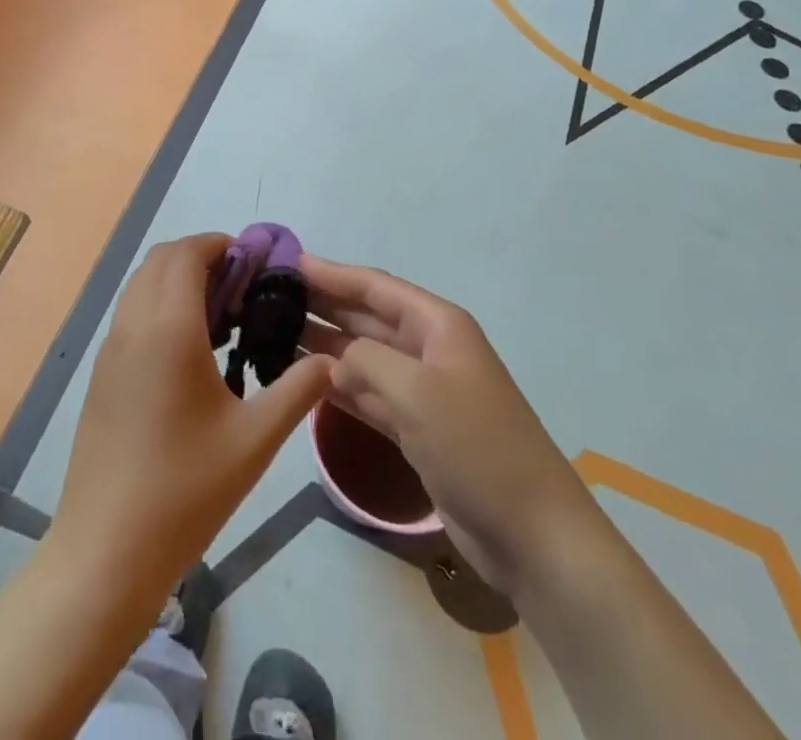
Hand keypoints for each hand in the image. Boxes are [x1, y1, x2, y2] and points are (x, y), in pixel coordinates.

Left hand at [50, 234, 332, 604]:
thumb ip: (296, 390)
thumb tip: (329, 361)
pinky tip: (190, 355)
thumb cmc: (185, 490)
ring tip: (221, 320)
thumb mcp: (255, 441)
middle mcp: (133, 325)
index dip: (220, 244)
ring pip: (141, 285)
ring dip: (177, 282)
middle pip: (160, 260)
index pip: (187, 253)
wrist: (105, 549)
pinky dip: (159, 307)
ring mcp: (110, 349)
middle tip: (242, 289)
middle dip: (201, 258)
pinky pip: (131, 315)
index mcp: (168, 328)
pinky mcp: (101, 375)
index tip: (254, 263)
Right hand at [302, 252, 588, 596]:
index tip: (285, 264)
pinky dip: (336, 385)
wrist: (532, 535)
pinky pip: (366, 394)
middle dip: (321, 305)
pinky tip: (300, 379)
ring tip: (272, 334)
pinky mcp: (415, 429)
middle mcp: (427, 349)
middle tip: (268, 298)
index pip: (374, 286)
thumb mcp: (415, 391)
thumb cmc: (476, 446)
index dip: (331, 273)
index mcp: (437, 325)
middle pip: (365, 317)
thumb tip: (332, 357)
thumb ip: (365, 359)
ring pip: (362, 355)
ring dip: (322, 345)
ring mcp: (421, 390)